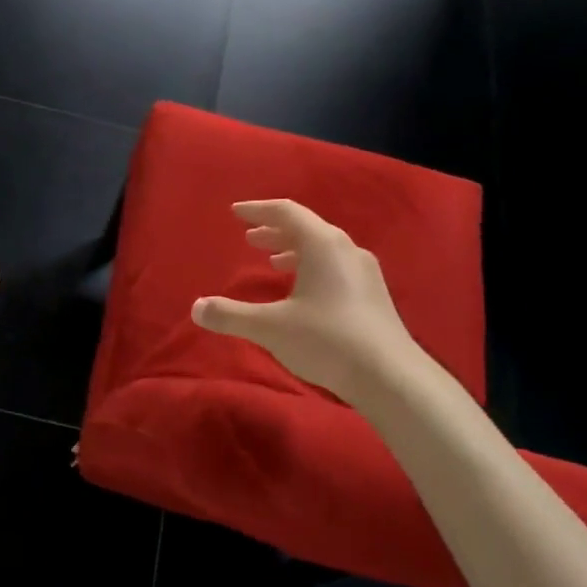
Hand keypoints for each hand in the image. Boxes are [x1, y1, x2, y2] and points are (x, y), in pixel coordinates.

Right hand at [190, 199, 421, 402]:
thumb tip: (196, 307)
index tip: (236, 213)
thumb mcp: (270, 327)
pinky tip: (303, 291)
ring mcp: (364, 272)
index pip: (287, 212)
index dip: (258, 210)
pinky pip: (336, 267)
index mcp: (323, 244)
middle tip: (250, 239)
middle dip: (275, 231)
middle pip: (307, 228)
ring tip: (273, 262)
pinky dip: (312, 267)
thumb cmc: (327, 340)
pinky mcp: (373, 295)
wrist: (390, 376)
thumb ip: (231, 315)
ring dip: (294, 250)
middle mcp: (346, 250)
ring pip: (324, 249)